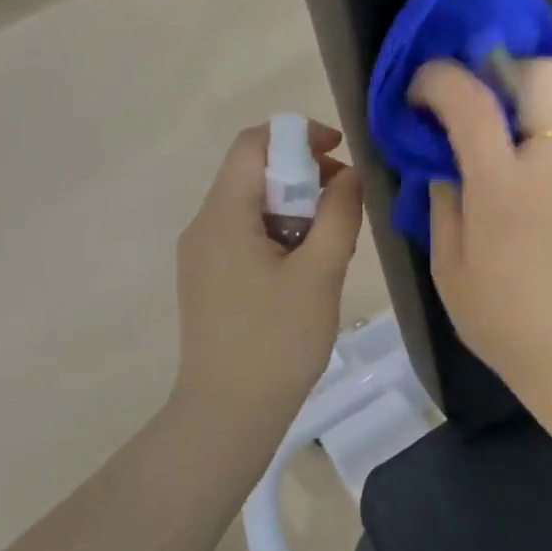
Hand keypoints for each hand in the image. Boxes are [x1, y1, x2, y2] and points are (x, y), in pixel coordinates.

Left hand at [172, 120, 363, 433]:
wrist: (228, 414)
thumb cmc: (277, 340)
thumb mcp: (320, 272)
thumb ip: (339, 214)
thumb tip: (349, 175)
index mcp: (224, 215)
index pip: (253, 143)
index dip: (299, 136)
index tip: (340, 153)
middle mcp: (204, 225)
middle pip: (253, 173)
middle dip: (303, 177)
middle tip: (344, 207)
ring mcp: (202, 255)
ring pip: (252, 207)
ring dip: (295, 210)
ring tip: (331, 246)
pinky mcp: (209, 280)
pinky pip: (245, 236)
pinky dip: (280, 235)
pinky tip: (306, 271)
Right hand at [410, 58, 551, 397]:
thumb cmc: (496, 315)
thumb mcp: (447, 261)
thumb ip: (443, 197)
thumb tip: (443, 159)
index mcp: (503, 187)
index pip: (473, 101)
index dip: (439, 79)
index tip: (419, 91)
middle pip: (544, 74)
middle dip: (503, 68)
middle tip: (473, 99)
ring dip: (524, 103)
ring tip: (497, 137)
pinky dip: (543, 137)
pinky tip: (526, 176)